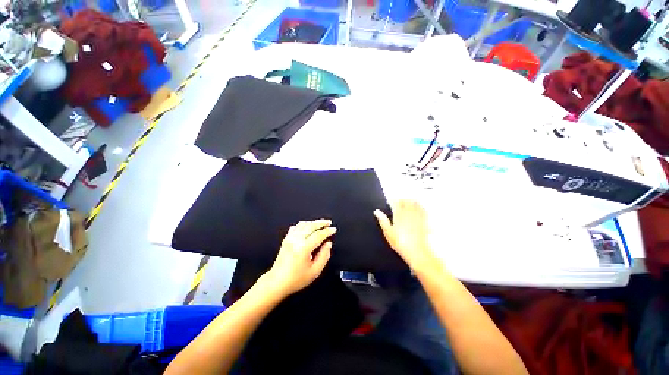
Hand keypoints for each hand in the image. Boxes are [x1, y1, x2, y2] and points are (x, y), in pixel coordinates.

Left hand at [261, 219, 335, 297]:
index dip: (327, 231)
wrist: (277, 283)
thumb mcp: (315, 271)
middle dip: (321, 222)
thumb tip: (328, 244)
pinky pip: (295, 227)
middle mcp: (296, 240)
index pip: (319, 235)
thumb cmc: (296, 279)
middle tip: (328, 222)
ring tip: (320, 223)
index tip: (333, 229)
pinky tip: (307, 227)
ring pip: (303, 224)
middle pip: (311, 226)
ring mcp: (290, 238)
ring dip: (312, 222)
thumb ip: (324, 256)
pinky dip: (303, 225)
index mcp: (304, 248)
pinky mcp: (286, 239)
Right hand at [374, 200, 434, 268]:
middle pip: (406, 201)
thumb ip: (383, 220)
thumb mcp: (388, 233)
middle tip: (398, 201)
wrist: (418, 252)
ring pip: (415, 203)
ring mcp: (418, 216)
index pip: (396, 203)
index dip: (392, 201)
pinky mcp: (425, 221)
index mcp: (399, 215)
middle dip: (402, 199)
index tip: (389, 202)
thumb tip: (376, 211)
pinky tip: (419, 208)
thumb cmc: (400, 243)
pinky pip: (423, 210)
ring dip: (411, 201)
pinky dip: (420, 207)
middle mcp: (409, 213)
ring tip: (408, 202)